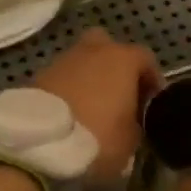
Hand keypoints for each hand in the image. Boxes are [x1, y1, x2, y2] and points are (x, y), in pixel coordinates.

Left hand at [31, 29, 160, 181]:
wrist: (40, 143)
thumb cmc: (97, 137)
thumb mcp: (131, 141)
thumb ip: (135, 124)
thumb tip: (130, 122)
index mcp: (122, 59)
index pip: (146, 59)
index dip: (151, 80)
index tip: (150, 103)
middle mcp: (93, 50)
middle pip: (108, 47)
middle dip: (115, 66)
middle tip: (119, 94)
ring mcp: (62, 60)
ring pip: (82, 61)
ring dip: (88, 78)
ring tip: (91, 107)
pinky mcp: (38, 75)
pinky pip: (62, 78)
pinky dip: (68, 89)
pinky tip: (69, 112)